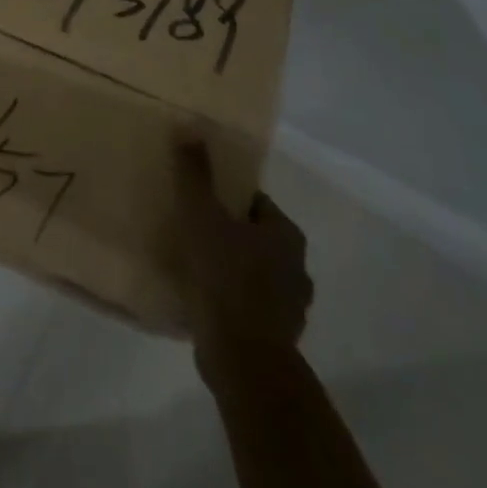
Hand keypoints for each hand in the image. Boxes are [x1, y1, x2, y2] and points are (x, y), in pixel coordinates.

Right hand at [170, 132, 313, 377]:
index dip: (226, 197)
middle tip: (193, 228)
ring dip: (231, 269)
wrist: (243, 360)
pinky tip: (203, 297)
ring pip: (255, 274)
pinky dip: (231, 299)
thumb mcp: (201, 215)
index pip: (255, 202)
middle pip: (256, 238)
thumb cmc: (225, 277)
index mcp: (286, 235)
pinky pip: (249, 306)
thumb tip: (189, 127)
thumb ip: (195, 173)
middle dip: (229, 232)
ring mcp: (290, 308)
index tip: (199, 199)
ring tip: (194, 263)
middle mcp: (297, 269)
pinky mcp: (275, 338)